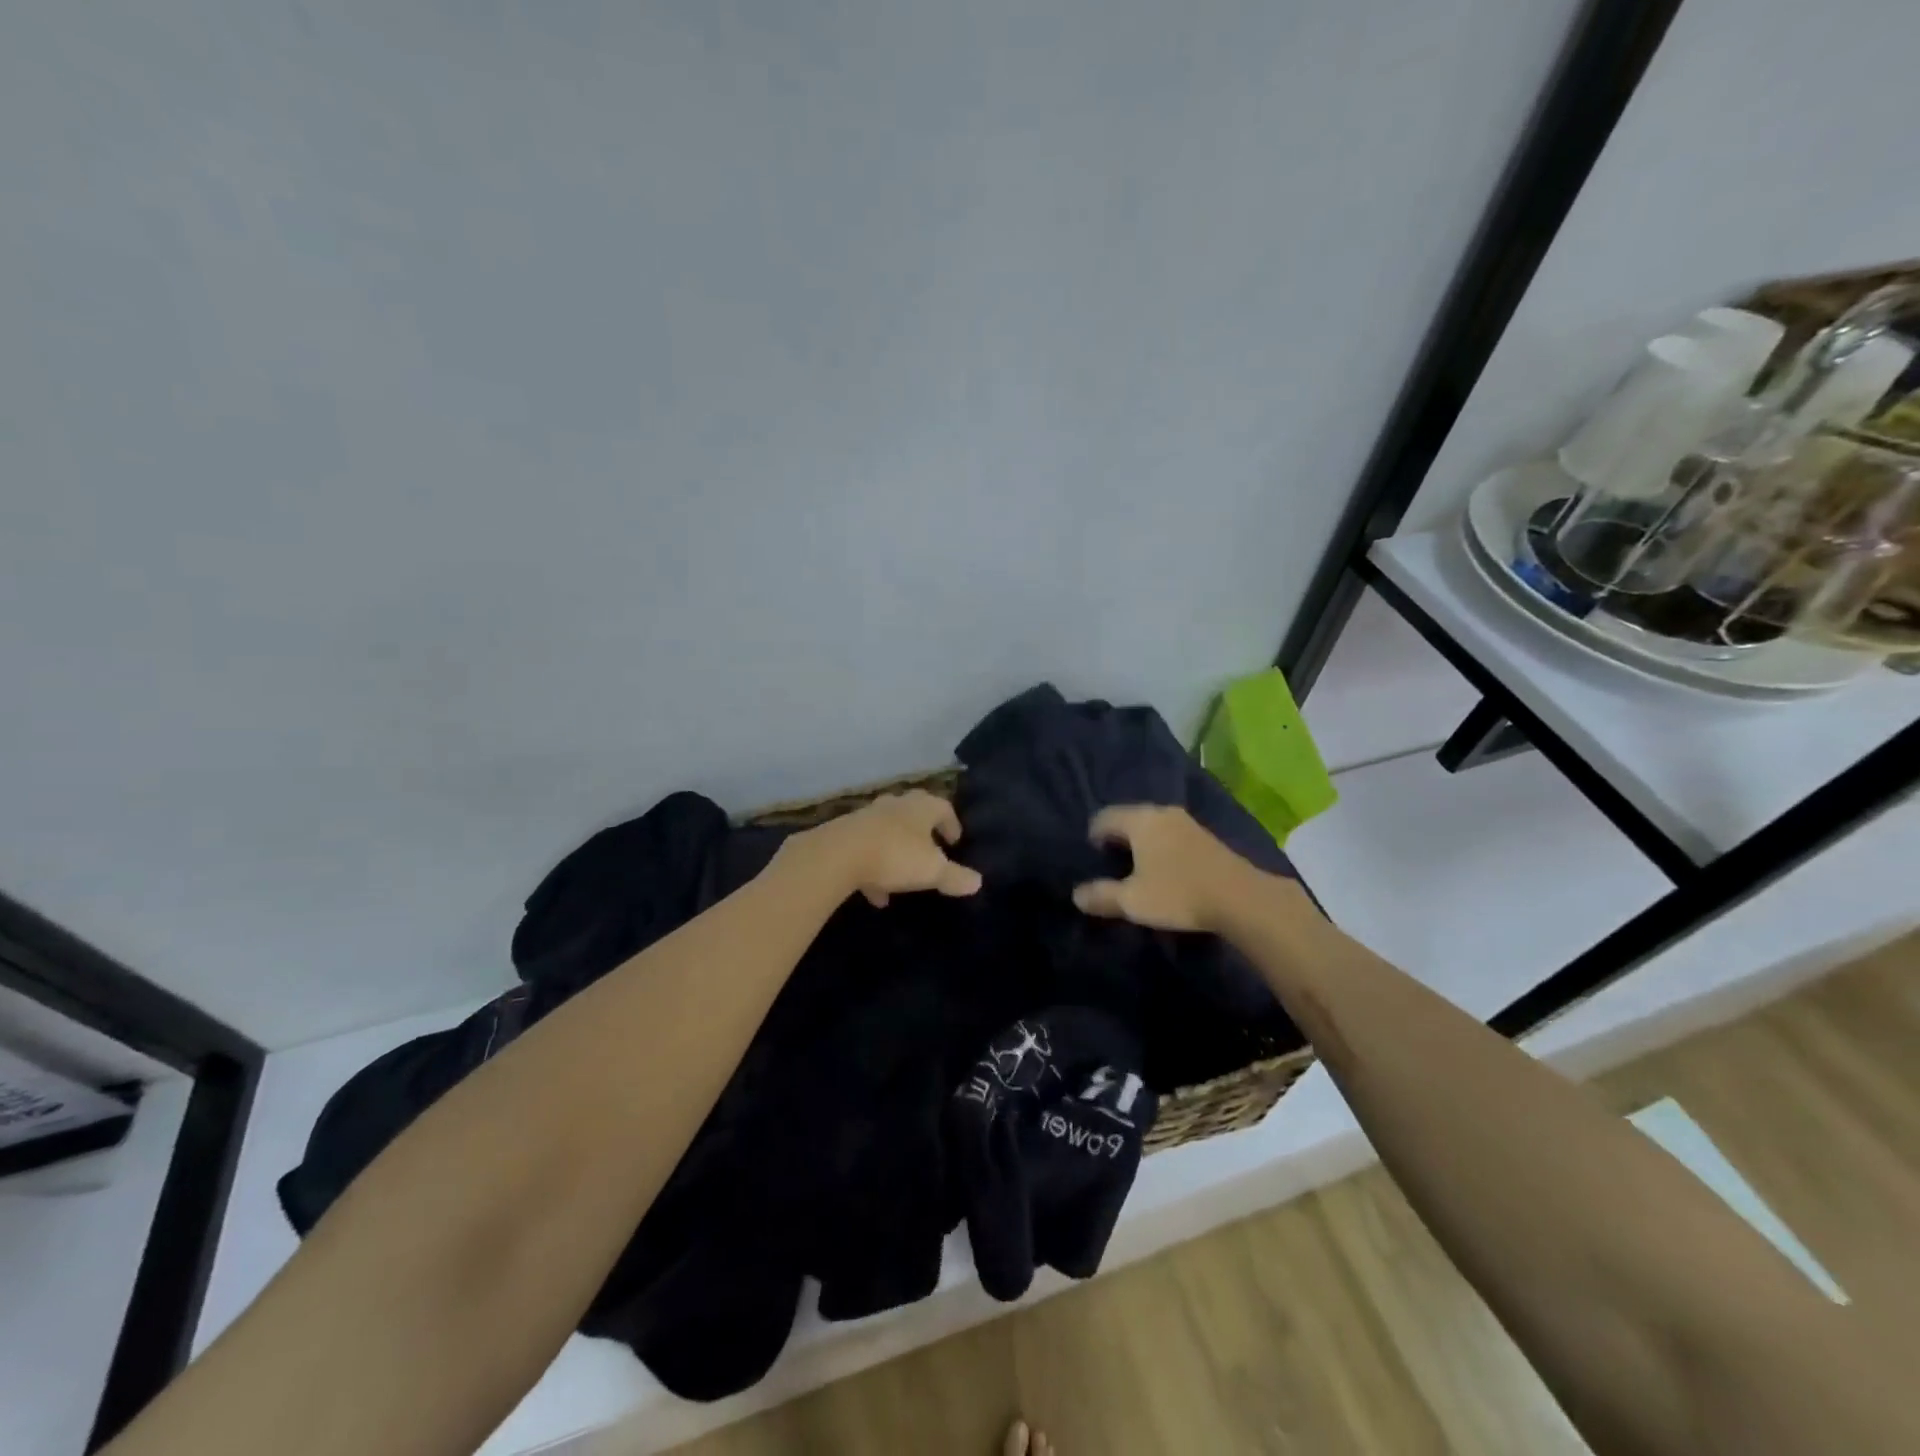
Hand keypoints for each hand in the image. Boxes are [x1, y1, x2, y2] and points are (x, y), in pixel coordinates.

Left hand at [798, 790, 983, 906]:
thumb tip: (977, 882)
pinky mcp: (845, 833)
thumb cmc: (895, 855)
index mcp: (921, 807)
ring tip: (903, 880)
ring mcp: (868, 817)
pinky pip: (866, 849)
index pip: (943, 808)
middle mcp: (895, 805)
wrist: (838, 854)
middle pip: (914, 814)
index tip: (955, 842)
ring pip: (888, 832)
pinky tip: (876, 895)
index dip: (951, 824)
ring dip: (897, 852)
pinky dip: (874, 868)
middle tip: (930, 851)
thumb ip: (955, 876)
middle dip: (923, 833)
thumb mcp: (932, 871)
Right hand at [1071, 804, 1261, 931]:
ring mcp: (1187, 822)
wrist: (1240, 898)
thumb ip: (1102, 896)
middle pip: (1129, 817)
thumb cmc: (1177, 893)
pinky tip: (1163, 867)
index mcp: (1140, 820)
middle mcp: (1162, 813)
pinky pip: (1171, 833)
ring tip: (1135, 864)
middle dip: (1117, 835)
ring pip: (1152, 824)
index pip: (1105, 817)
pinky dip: (1160, 845)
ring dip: (1141, 840)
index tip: (1091, 854)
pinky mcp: (1206, 836)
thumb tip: (1076, 895)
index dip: (1093, 834)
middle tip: (1109, 859)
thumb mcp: (1132, 900)